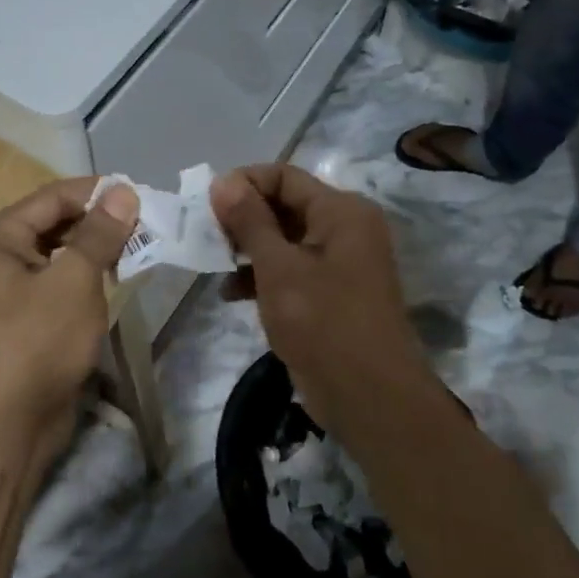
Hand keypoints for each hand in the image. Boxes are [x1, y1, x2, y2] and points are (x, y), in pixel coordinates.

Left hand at [0, 178, 138, 455]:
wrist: (6, 427)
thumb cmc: (37, 342)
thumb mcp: (75, 280)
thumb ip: (100, 232)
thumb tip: (123, 190)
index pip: (54, 196)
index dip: (98, 193)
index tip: (142, 197)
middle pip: (54, 221)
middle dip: (98, 222)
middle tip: (145, 225)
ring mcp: (2, 285)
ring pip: (57, 251)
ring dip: (94, 248)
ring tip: (136, 249)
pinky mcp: (19, 313)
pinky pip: (54, 279)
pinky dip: (83, 275)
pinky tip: (113, 279)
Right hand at [209, 165, 424, 431]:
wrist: (372, 401)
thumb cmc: (324, 324)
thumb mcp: (278, 269)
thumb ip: (249, 221)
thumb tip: (222, 181)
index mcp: (341, 211)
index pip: (283, 176)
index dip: (243, 184)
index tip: (206, 207)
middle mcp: (345, 227)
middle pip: (284, 205)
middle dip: (242, 218)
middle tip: (206, 237)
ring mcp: (341, 262)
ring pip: (284, 238)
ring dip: (248, 249)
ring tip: (214, 265)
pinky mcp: (332, 292)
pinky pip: (292, 268)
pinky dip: (263, 275)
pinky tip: (231, 293)